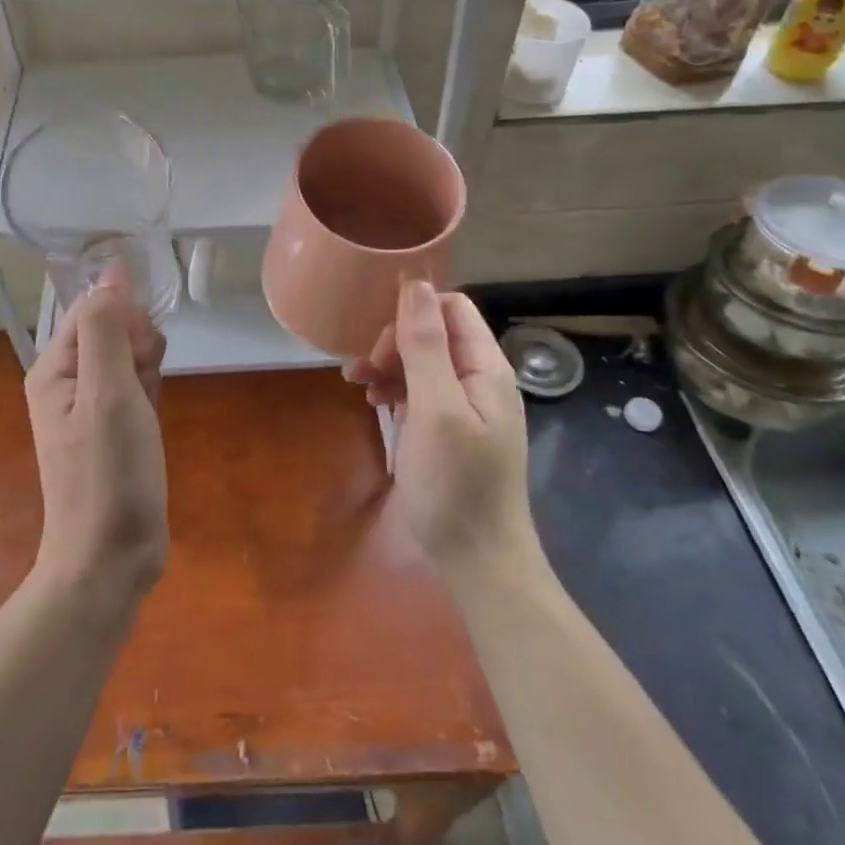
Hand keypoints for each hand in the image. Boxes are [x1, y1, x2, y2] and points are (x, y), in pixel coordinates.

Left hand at [24, 267, 169, 609]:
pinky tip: (153, 417)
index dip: (125, 317)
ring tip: (147, 410)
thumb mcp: (108, 392)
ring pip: (129, 357)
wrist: (111, 557)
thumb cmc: (108, 474)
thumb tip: (111, 272)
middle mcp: (68, 381)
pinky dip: (150, 393)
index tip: (145, 350)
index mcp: (55, 368)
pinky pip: (136, 386)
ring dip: (148, 371)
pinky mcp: (114, 428)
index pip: (93, 308)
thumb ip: (107, 329)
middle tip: (143, 388)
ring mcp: (91, 406)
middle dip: (139, 346)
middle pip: (112, 330)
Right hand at [347, 281, 533, 584]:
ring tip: (359, 387)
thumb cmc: (456, 483)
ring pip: (422, 362)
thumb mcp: (436, 408)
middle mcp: (479, 380)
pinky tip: (376, 406)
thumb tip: (415, 282)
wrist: (478, 561)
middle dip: (395, 343)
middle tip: (364, 371)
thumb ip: (426, 344)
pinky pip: (420, 392)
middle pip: (433, 334)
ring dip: (389, 366)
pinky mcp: (449, 431)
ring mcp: (465, 407)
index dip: (412, 314)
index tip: (381, 344)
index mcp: (486, 368)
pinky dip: (395, 391)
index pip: (450, 308)